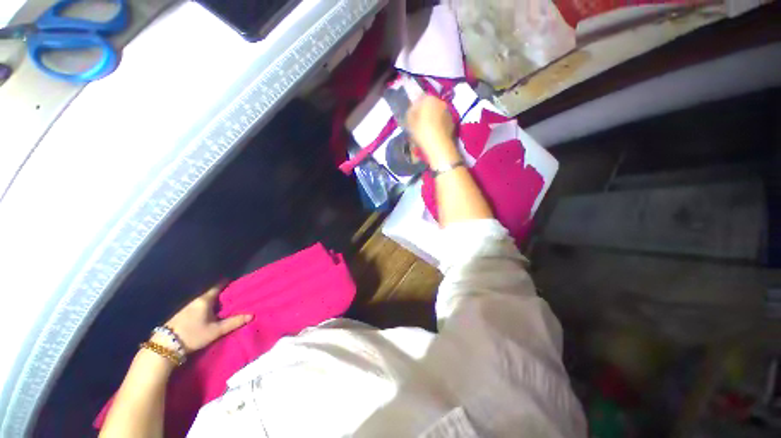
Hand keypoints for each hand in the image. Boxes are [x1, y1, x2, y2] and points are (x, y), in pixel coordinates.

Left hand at [158, 286, 251, 352]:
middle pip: (210, 294)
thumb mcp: (216, 331)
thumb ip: (233, 322)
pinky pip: (196, 307)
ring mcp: (185, 308)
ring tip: (221, 305)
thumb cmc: (193, 335)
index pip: (217, 287)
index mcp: (204, 300)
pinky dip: (204, 308)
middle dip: (220, 294)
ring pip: (202, 301)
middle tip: (231, 295)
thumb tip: (251, 315)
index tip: (232, 281)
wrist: (164, 346)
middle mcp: (195, 301)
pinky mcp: (179, 316)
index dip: (225, 283)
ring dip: (211, 302)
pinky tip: (206, 314)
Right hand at [406, 95, 459, 167]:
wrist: (438, 146)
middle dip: (424, 113)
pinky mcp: (452, 123)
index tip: (410, 118)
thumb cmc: (422, 132)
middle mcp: (440, 102)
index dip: (414, 109)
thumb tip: (412, 111)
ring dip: (431, 119)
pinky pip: (442, 122)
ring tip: (426, 131)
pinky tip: (433, 134)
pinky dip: (438, 125)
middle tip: (417, 124)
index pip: (419, 100)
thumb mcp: (409, 122)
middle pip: (429, 106)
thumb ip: (410, 113)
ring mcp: (448, 112)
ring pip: (437, 114)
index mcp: (429, 99)